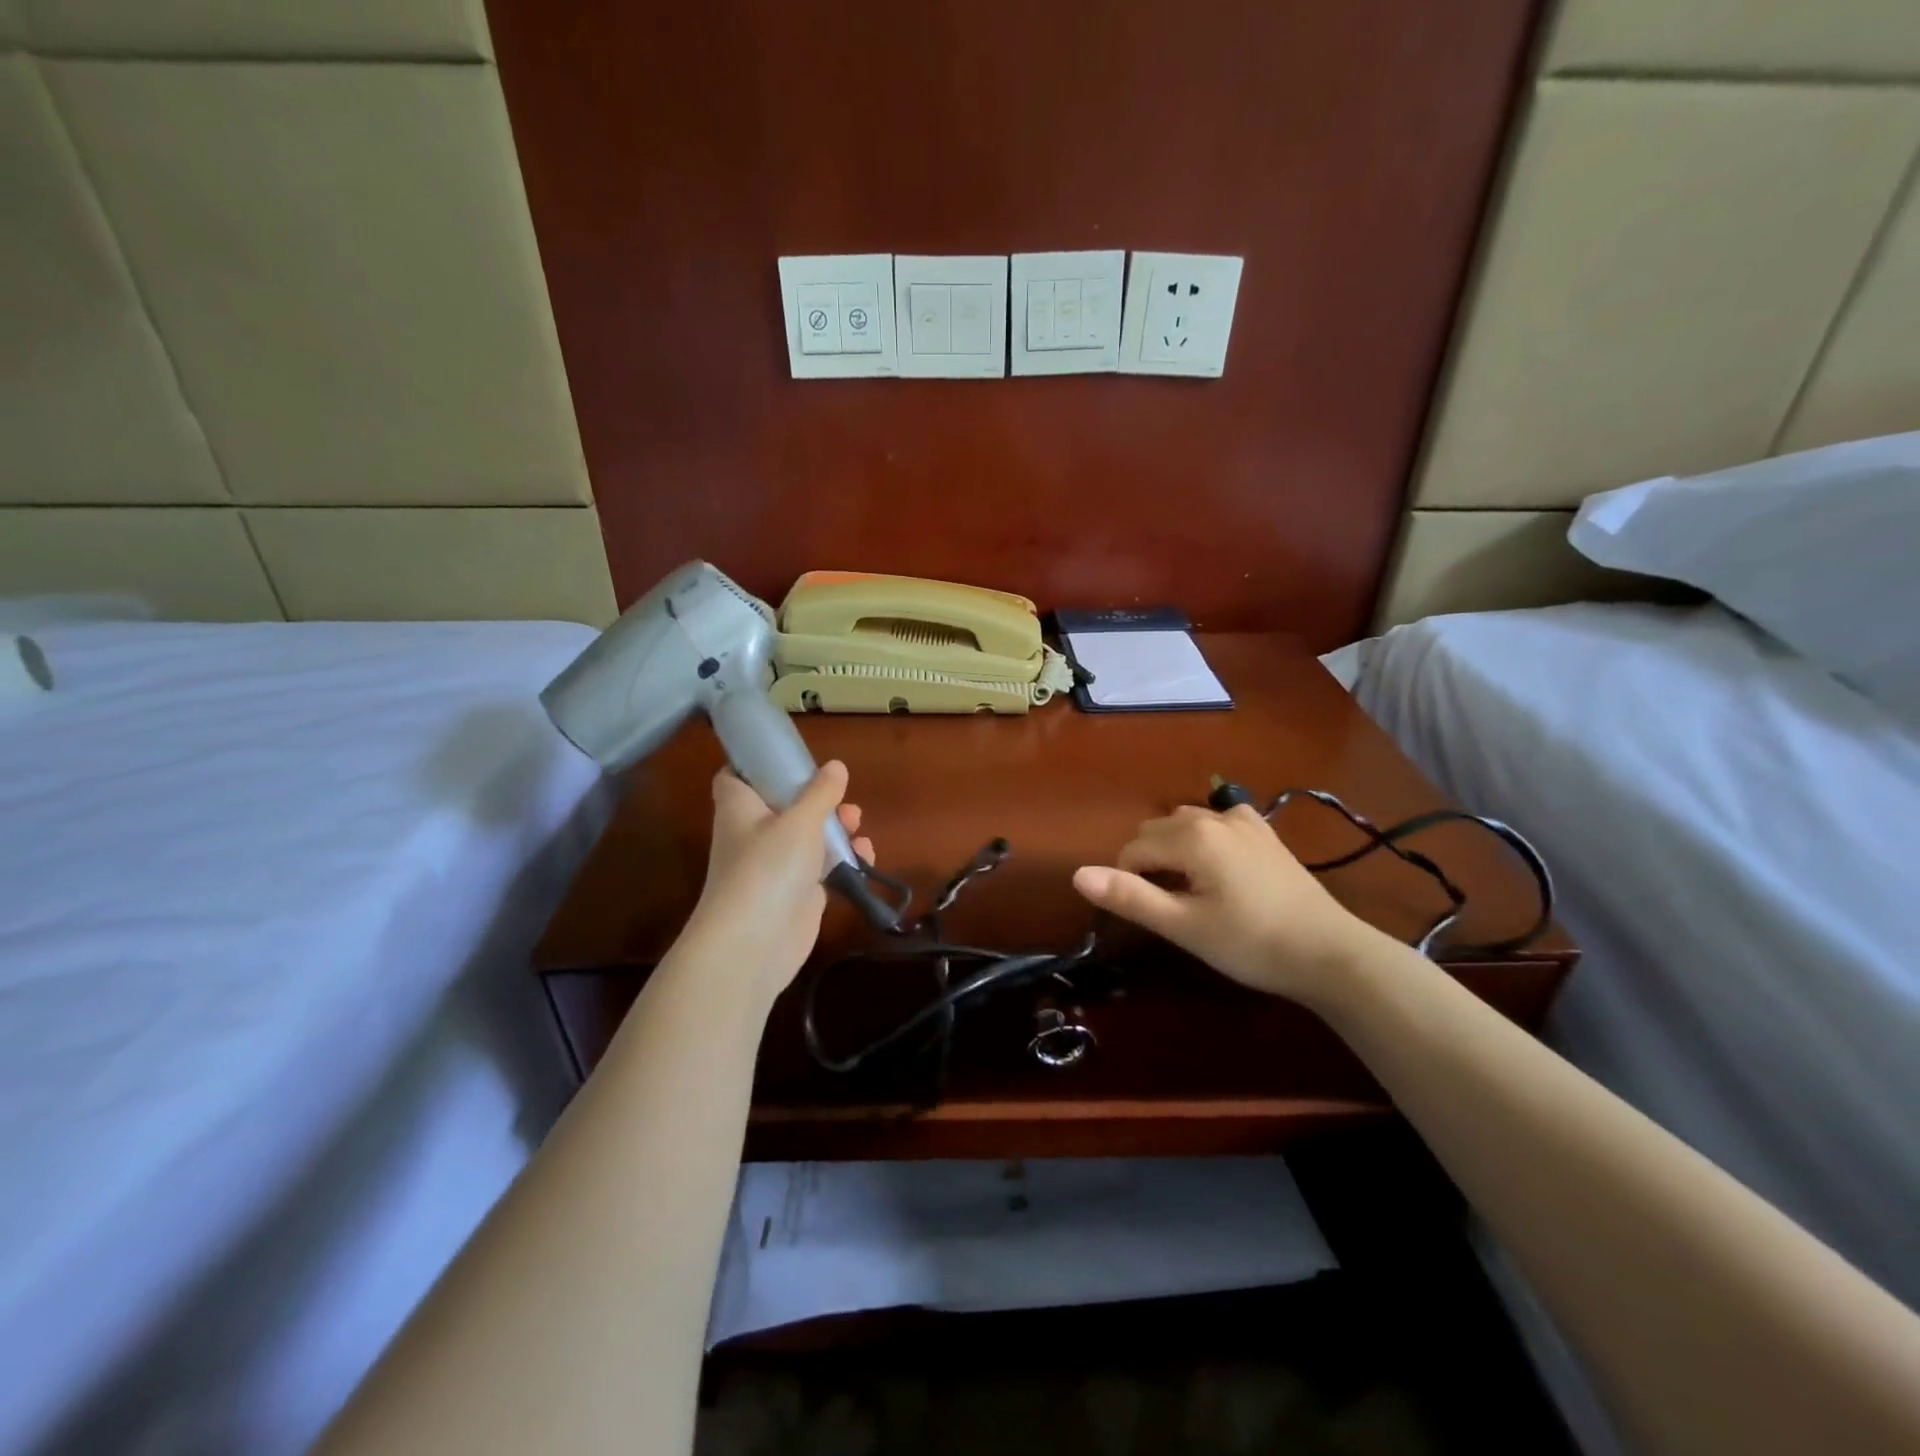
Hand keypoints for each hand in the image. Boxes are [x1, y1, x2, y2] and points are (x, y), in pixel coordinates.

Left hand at [679, 761, 872, 1008]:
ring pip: (805, 836)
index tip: (785, 756)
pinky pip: (821, 867)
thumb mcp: (800, 820)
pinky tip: (864, 856)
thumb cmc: (769, 867)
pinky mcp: (796, 893)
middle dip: (814, 797)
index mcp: (740, 809)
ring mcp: (775, 866)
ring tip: (856, 822)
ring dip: (834, 827)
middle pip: (781, 805)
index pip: (735, 777)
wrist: (755, 943)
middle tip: (839, 795)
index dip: (755, 764)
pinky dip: (842, 859)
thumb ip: (820, 793)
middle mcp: (753, 834)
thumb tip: (835, 766)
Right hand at [1072, 804, 1386, 1005]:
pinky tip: (1220, 864)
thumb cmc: (1251, 943)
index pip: (1133, 850)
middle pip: (1156, 830)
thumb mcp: (1184, 926)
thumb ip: (1130, 897)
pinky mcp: (1265, 832)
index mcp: (1191, 836)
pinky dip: (1206, 837)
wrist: (1330, 952)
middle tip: (1172, 907)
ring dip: (1175, 849)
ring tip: (1193, 891)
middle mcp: (1214, 816)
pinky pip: (1219, 821)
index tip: (1154, 916)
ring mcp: (1244, 820)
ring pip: (1185, 822)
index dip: (1130, 882)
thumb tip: (1078, 874)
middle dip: (1150, 863)